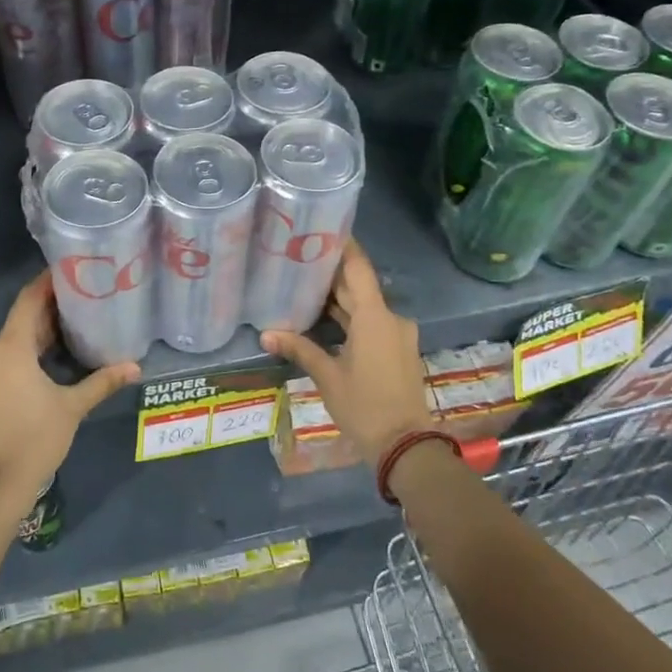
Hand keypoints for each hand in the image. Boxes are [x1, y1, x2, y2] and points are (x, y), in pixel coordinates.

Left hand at [0, 272, 138, 504]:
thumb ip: (102, 381)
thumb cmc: (35, 440)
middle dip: (50, 307)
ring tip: (74, 322)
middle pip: (21, 318)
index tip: (71, 269)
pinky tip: (52, 355)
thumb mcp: (72, 408)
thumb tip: (135, 366)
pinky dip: (28, 350)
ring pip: (13, 339)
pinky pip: (6, 357)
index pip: (28, 300)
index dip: (47, 281)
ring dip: (40, 330)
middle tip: (84, 295)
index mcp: (10, 349)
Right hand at [261, 239, 431, 467]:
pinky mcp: (397, 350)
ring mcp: (397, 335)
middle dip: (333, 274)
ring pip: (365, 307)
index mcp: (375, 317)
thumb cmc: (365, 406)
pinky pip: (371, 323)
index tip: (325, 227)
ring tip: (306, 284)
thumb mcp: (328, 376)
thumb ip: (299, 349)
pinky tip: (325, 318)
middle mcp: (390, 318)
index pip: (359, 268)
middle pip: (360, 287)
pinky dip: (350, 318)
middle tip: (301, 256)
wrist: (405, 445)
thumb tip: (266, 334)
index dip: (344, 246)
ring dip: (340, 298)